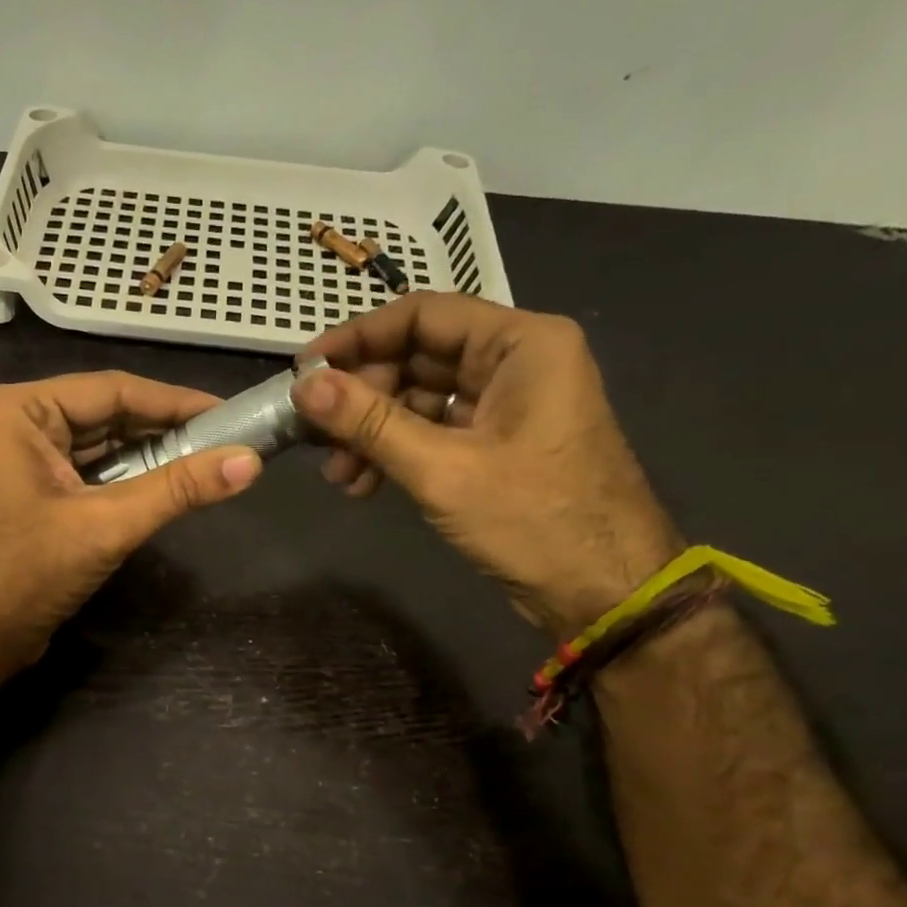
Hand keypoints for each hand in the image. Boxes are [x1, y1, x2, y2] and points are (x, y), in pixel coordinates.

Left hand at [0, 372, 261, 683]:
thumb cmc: (26, 575)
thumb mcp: (106, 525)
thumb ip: (178, 489)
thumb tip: (250, 462)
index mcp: (19, 411)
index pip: (112, 391)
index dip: (176, 402)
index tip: (230, 413)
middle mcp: (17, 423)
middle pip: (107, 415)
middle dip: (165, 431)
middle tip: (227, 440)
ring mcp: (21, 458)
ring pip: (100, 445)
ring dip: (150, 456)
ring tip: (208, 461)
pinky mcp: (31, 490)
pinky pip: (88, 472)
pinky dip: (127, 479)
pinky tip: (167, 485)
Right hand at [293, 293, 681, 634]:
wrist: (603, 591)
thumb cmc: (533, 519)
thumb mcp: (442, 468)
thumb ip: (370, 422)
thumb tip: (304, 387)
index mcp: (521, 343)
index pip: (422, 314)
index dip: (357, 338)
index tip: (304, 371)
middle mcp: (514, 362)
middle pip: (416, 357)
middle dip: (361, 398)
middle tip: (315, 434)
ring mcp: (505, 405)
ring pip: (418, 399)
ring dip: (371, 432)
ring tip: (337, 475)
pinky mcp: (495, 444)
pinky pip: (432, 432)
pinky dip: (395, 453)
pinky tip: (363, 485)